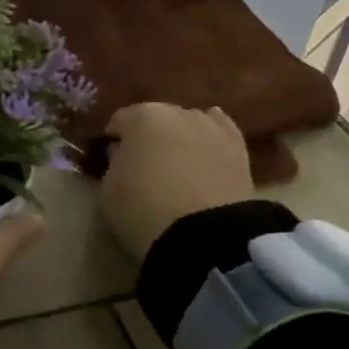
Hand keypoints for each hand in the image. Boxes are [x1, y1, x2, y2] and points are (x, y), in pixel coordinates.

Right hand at [100, 103, 255, 259]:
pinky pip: (221, 134)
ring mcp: (213, 128)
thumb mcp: (109, 189)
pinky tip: (206, 152)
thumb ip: (114, 162)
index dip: (114, 139)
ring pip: (190, 124)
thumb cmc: (144, 209)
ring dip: (180, 137)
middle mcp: (179, 112)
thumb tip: (121, 151)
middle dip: (149, 135)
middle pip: (157, 118)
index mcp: (142, 117)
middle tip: (144, 163)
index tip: (110, 158)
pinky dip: (210, 140)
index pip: (120, 120)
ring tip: (176, 163)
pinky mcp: (240, 149)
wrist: (205, 236)